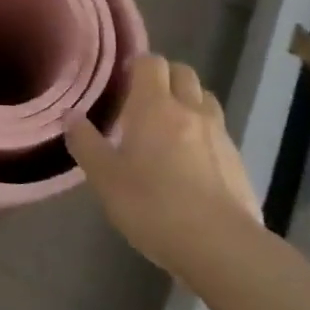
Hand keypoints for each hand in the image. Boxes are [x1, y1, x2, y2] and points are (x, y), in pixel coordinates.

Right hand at [65, 55, 260, 274]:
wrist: (220, 246)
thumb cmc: (152, 205)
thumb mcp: (105, 178)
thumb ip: (86, 143)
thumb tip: (70, 116)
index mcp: (154, 106)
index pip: (151, 62)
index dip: (138, 64)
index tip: (123, 80)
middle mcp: (190, 109)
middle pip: (183, 73)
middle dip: (165, 77)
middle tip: (144, 101)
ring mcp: (219, 134)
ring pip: (205, 99)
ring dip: (189, 102)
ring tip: (171, 127)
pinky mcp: (238, 161)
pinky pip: (219, 132)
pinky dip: (205, 134)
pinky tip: (193, 162)